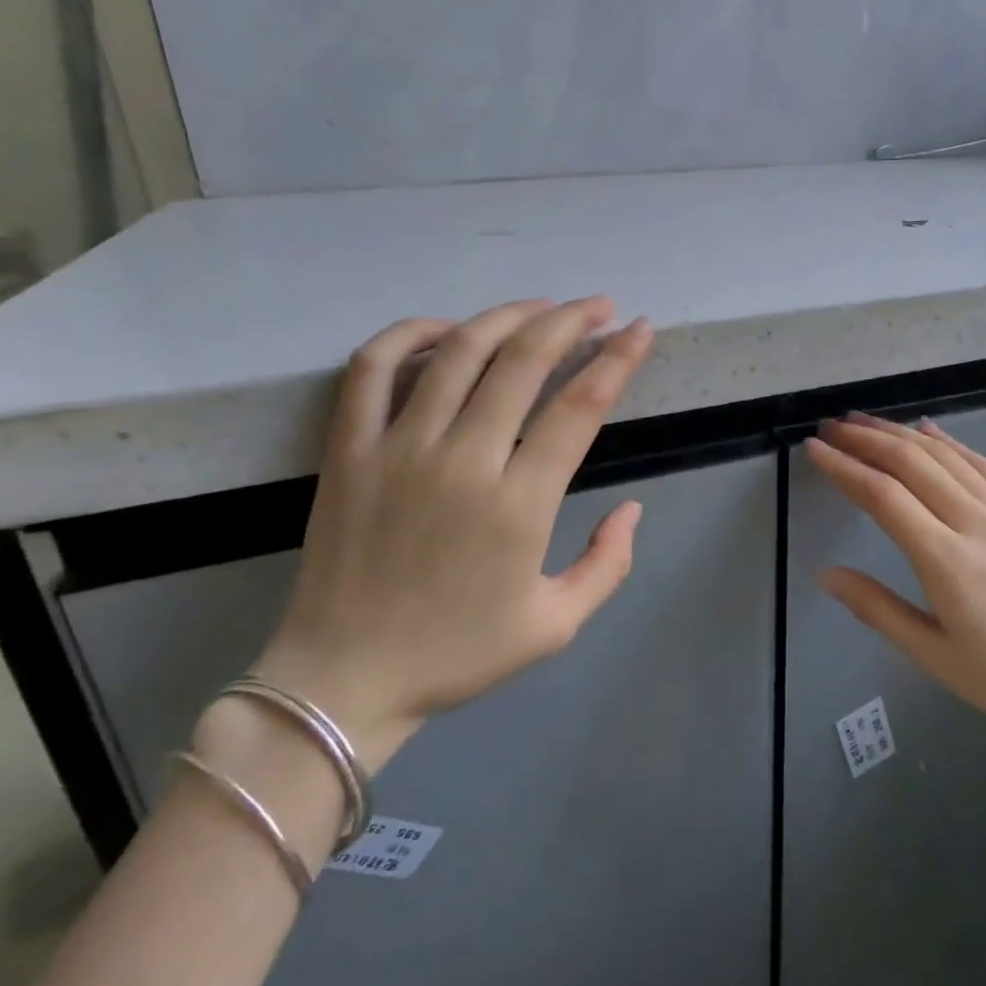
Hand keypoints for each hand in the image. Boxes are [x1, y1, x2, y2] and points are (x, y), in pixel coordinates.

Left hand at [245, 298, 654, 771]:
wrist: (345, 679)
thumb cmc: (457, 654)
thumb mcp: (556, 626)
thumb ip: (608, 564)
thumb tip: (632, 509)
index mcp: (520, 505)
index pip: (579, 407)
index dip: (618, 360)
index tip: (640, 330)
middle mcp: (463, 461)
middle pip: (524, 362)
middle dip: (571, 321)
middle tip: (599, 307)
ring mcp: (399, 449)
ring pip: (458, 352)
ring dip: (507, 317)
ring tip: (540, 306)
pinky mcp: (349, 450)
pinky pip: (371, 370)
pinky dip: (407, 334)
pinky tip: (443, 328)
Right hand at [806, 414, 985, 768]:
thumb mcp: (935, 656)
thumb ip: (877, 609)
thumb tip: (825, 575)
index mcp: (947, 561)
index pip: (882, 496)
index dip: (844, 467)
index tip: (814, 449)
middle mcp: (977, 522)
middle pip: (911, 463)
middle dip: (865, 438)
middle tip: (831, 426)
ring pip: (946, 456)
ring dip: (900, 433)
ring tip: (866, 421)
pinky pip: (983, 465)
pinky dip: (950, 442)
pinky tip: (929, 431)